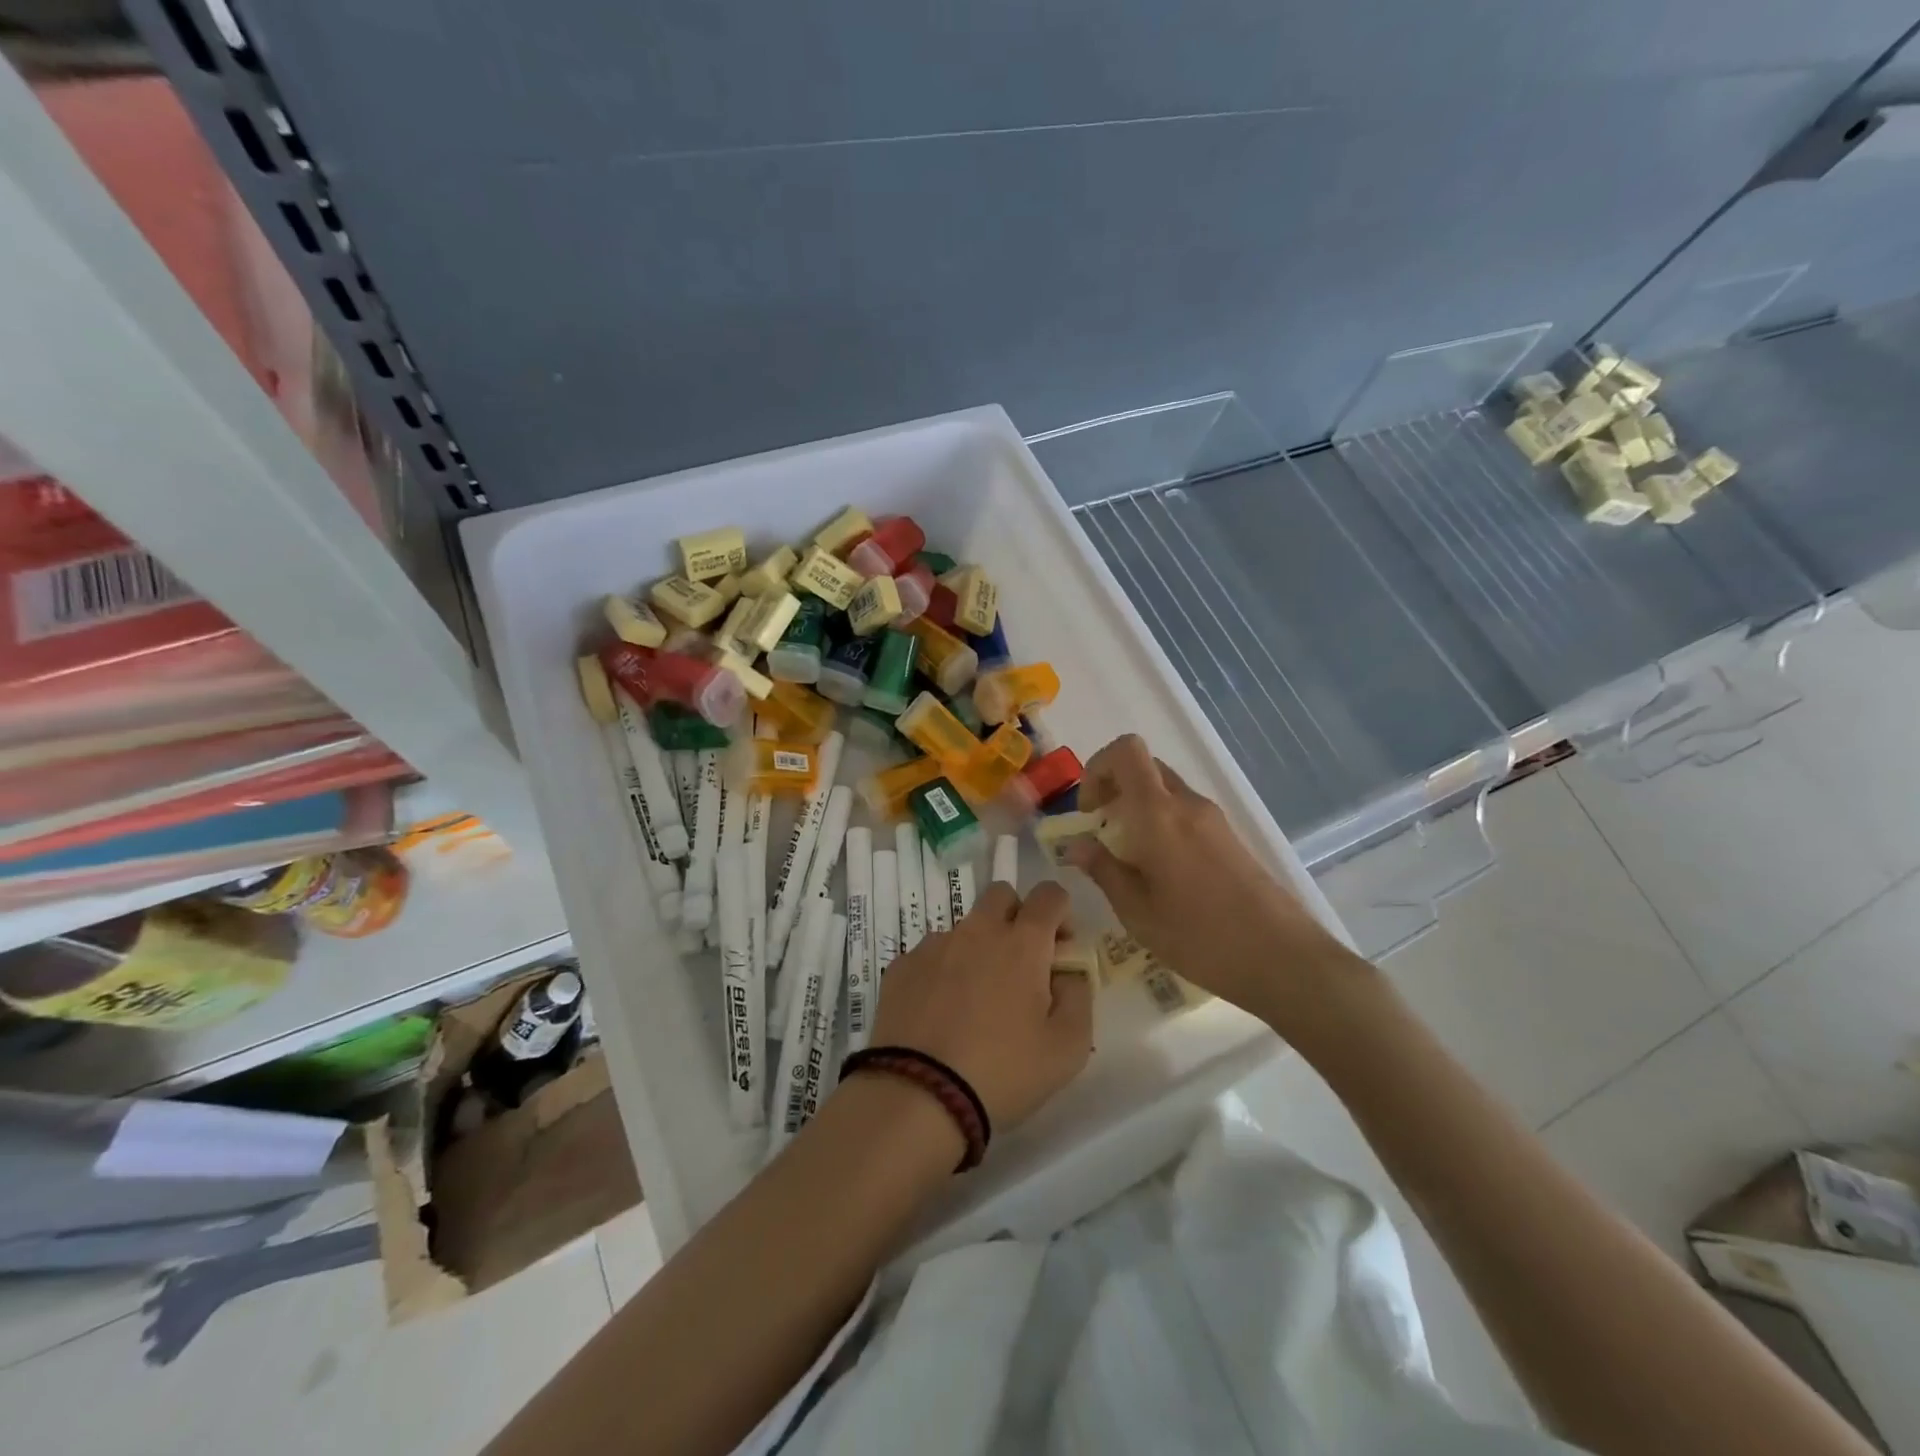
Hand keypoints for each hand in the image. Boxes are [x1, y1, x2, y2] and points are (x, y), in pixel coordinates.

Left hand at [868, 880, 1092, 1130]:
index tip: (1061, 948)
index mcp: (1022, 943)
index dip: (1061, 913)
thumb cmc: (1003, 1072)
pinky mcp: (901, 966)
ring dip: (978, 948)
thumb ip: (1078, 997)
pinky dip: (943, 971)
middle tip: (1020, 964)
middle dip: (1017, 916)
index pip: (1049, 894)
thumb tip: (1067, 973)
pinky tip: (940, 1014)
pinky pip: (931, 954)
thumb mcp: (1067, 1048)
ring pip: (965, 927)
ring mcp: (934, 945)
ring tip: (975, 1001)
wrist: (918, 1095)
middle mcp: (977, 931)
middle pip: (1001, 895)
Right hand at [1066, 735, 1360, 1028]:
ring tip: (1128, 857)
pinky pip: (1185, 813)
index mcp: (1159, 814)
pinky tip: (1160, 872)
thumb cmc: (1199, 936)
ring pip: (1165, 791)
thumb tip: (1075, 845)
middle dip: (1114, 787)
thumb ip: (1103, 870)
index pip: (1127, 751)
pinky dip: (1161, 824)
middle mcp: (1188, 805)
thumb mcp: (1137, 911)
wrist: (1282, 958)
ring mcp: (1213, 820)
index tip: (1089, 812)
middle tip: (1101, 830)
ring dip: (1138, 808)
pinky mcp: (1229, 839)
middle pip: (1145, 767)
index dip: (1098, 769)